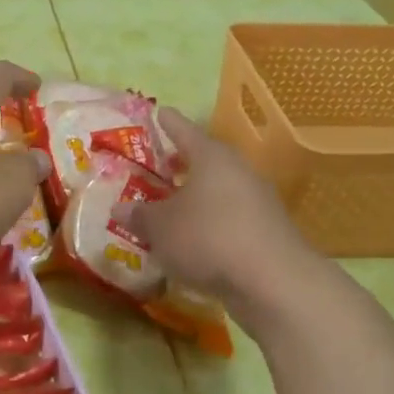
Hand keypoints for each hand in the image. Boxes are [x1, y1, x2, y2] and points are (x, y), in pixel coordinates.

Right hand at [134, 108, 324, 320]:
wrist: (273, 282)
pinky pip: (230, 217)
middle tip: (162, 163)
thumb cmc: (208, 238)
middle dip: (183, 162)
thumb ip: (139, 216)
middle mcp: (238, 172)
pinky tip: (195, 239)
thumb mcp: (160, 227)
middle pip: (207, 160)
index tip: (160, 111)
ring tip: (174, 205)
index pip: (185, 131)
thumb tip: (119, 209)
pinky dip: (211, 222)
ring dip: (198, 196)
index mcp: (211, 158)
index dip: (169, 123)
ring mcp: (258, 202)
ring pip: (220, 190)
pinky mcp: (267, 232)